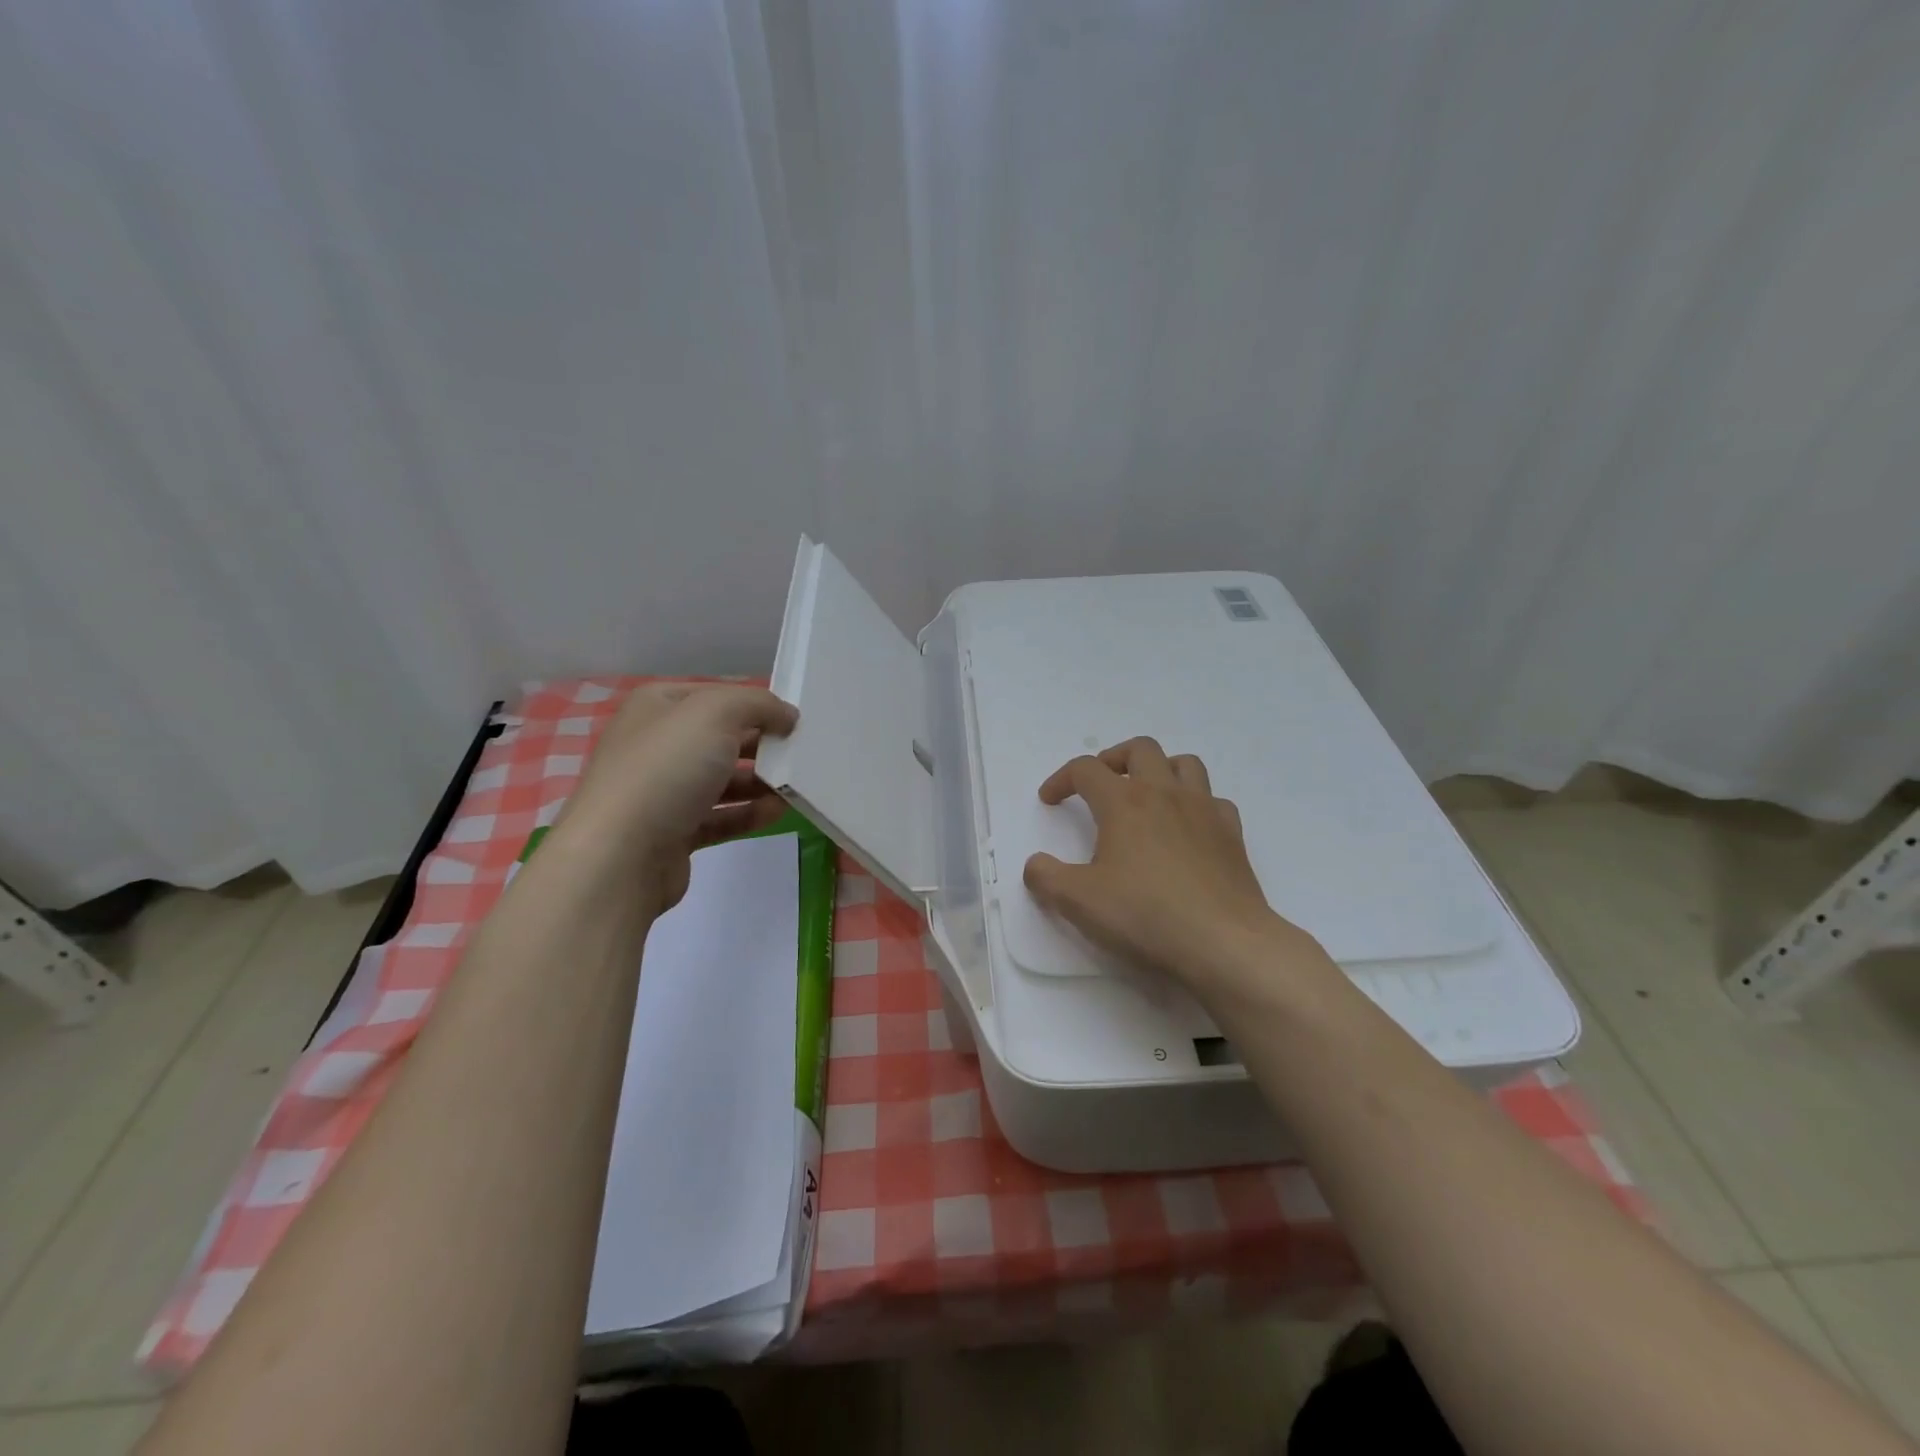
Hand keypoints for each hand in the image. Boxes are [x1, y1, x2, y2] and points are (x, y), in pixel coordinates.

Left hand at [556, 684, 798, 912]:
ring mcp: (662, 791)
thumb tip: (786, 716)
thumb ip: (758, 704)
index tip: (794, 720)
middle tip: (801, 754)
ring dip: (761, 782)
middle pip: (722, 737)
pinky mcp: (673, 832)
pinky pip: (720, 817)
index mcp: (657, 706)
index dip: (756, 704)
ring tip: (797, 786)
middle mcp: (656, 743)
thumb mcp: (716, 713)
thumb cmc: (666, 769)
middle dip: (762, 744)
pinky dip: (749, 813)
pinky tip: (778, 812)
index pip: (717, 695)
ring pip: (723, 779)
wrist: (620, 855)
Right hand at [1023, 738, 1313, 998]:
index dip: (1062, 779)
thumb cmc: (1145, 916)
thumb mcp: (1078, 902)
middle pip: (1139, 749)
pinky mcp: (1232, 834)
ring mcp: (1204, 810)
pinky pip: (1214, 800)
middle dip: (1113, 759)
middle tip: (1100, 784)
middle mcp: (1165, 794)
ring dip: (1159, 769)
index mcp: (1124, 803)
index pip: (1086, 769)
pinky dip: (1196, 803)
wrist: (1223, 942)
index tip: (1050, 800)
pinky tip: (1187, 828)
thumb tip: (1036, 864)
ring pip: (1184, 764)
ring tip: (1146, 795)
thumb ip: (1046, 878)